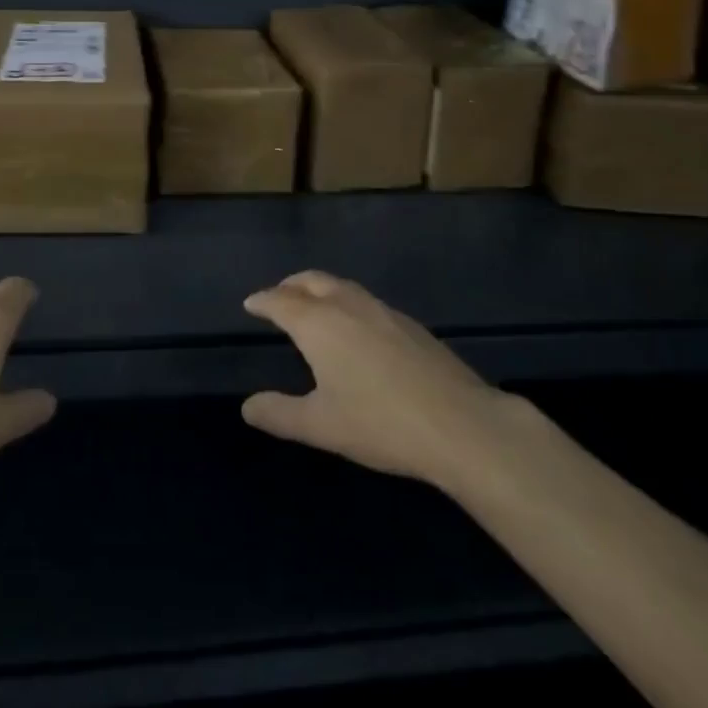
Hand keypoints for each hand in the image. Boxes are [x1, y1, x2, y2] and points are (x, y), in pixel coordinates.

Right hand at [241, 270, 519, 488]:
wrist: (460, 424)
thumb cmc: (381, 423)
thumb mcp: (321, 426)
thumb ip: (280, 414)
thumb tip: (247, 406)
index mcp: (318, 324)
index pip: (280, 301)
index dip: (262, 301)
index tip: (250, 303)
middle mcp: (347, 305)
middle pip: (311, 281)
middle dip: (290, 285)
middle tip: (278, 297)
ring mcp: (382, 310)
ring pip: (341, 286)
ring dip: (320, 289)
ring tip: (313, 306)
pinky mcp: (410, 324)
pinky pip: (365, 300)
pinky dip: (347, 303)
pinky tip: (357, 329)